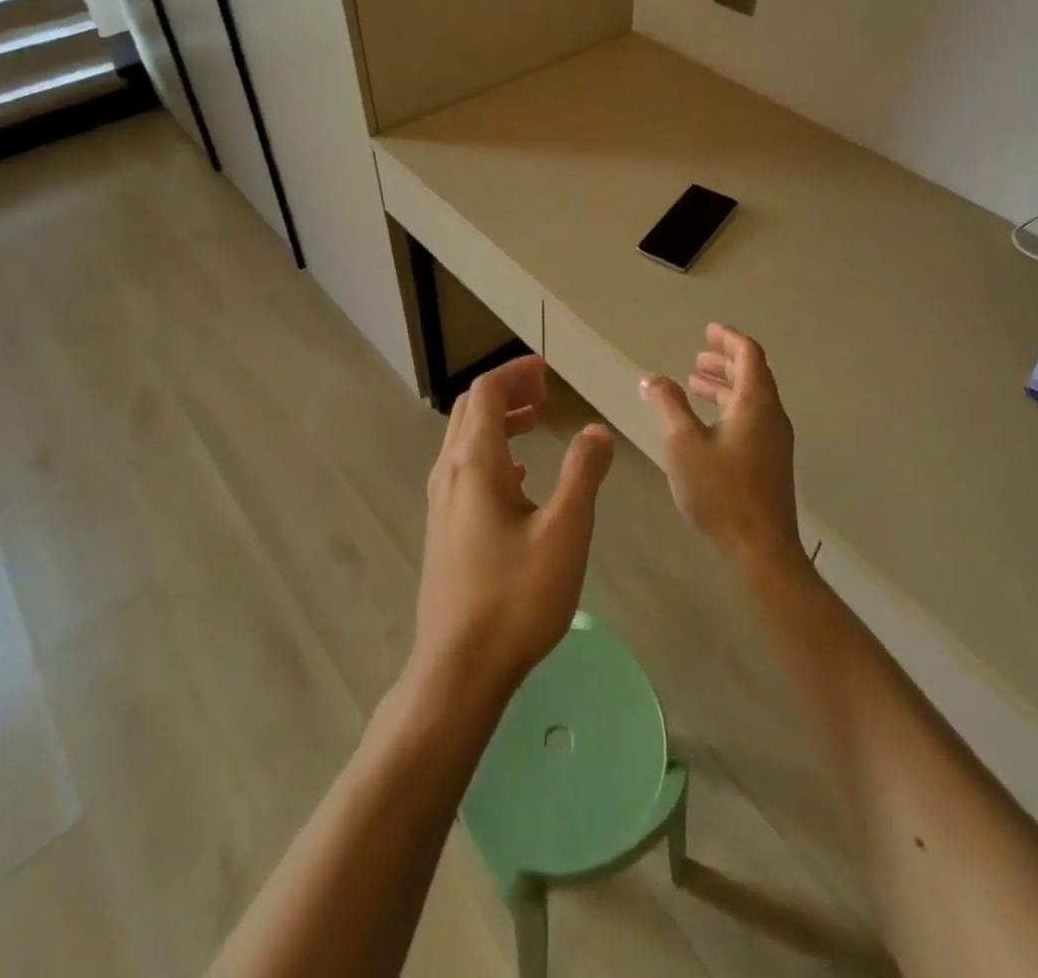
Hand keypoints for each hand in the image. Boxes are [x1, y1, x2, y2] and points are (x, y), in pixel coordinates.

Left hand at [412, 355, 614, 706]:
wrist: (458, 669)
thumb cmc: (515, 597)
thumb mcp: (565, 532)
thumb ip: (582, 474)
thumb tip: (596, 431)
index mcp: (474, 464)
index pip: (486, 393)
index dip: (515, 373)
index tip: (547, 370)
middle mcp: (449, 473)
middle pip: (470, 410)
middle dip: (506, 391)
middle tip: (544, 390)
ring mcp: (441, 503)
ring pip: (464, 440)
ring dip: (498, 421)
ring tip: (534, 421)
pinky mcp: (443, 529)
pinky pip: (464, 470)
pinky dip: (492, 454)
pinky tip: (519, 478)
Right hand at [640, 324, 803, 575]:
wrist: (761, 548)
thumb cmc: (721, 491)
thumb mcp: (683, 444)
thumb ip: (668, 405)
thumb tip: (652, 379)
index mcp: (755, 404)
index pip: (749, 355)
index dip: (728, 339)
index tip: (708, 330)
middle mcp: (771, 416)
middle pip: (753, 375)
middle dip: (724, 362)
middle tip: (697, 358)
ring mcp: (774, 441)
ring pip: (752, 400)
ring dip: (725, 387)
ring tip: (695, 385)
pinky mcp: (770, 463)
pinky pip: (751, 419)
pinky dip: (729, 408)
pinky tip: (706, 425)